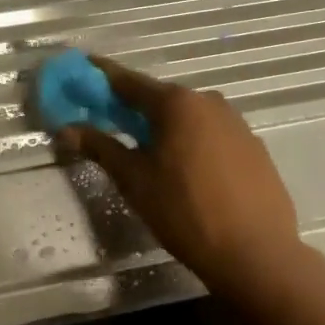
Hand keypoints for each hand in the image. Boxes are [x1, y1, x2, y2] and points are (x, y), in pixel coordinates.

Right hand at [55, 58, 301, 298]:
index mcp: (176, 103)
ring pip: (188, 117)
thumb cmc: (185, 212)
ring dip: (165, 126)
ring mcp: (236, 123)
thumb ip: (100, 147)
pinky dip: (192, 142)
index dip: (101, 77)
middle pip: (160, 98)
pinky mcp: (254, 147)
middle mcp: (208, 101)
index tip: (82, 70)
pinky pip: (211, 134)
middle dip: (133, 107)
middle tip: (109, 121)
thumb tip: (67, 130)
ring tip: (148, 151)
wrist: (257, 254)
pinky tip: (186, 170)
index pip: (127, 81)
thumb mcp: (134, 180)